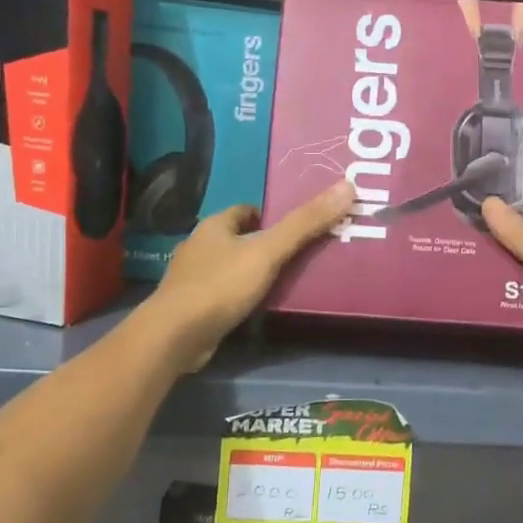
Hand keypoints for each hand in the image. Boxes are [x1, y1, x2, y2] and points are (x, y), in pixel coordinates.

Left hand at [145, 182, 355, 371]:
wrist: (176, 335)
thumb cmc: (222, 285)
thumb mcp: (269, 252)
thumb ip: (305, 223)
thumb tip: (346, 187)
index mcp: (214, 226)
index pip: (245, 211)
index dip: (270, 216)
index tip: (295, 229)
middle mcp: (199, 247)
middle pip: (237, 238)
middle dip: (262, 244)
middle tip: (297, 256)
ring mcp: (191, 278)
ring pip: (228, 267)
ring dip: (250, 272)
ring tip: (282, 283)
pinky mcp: (191, 307)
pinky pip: (221, 294)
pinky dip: (238, 296)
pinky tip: (256, 308)